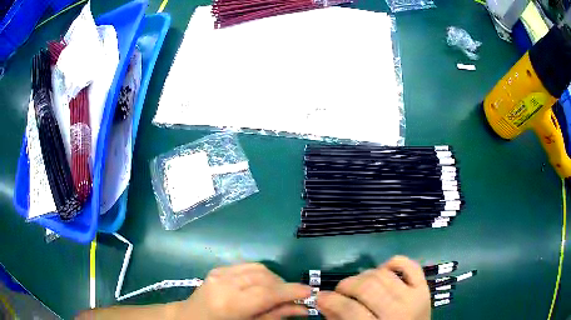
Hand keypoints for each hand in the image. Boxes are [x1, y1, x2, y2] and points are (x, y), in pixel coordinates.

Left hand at [178, 263, 311, 319]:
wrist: (190, 317)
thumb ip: (275, 316)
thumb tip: (302, 309)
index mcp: (230, 303)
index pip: (267, 293)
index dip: (291, 291)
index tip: (309, 292)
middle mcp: (224, 283)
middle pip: (265, 277)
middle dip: (284, 286)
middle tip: (294, 297)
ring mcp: (219, 272)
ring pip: (258, 268)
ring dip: (274, 279)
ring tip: (277, 293)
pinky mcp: (218, 268)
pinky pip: (247, 266)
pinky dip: (261, 274)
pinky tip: (261, 285)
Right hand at [317, 256, 430, 319]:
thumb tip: (322, 300)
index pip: (350, 309)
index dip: (330, 300)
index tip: (320, 297)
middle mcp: (400, 311)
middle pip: (367, 287)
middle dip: (346, 285)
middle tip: (340, 292)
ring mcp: (415, 296)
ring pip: (383, 274)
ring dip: (365, 276)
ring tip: (359, 285)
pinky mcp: (425, 287)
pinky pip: (409, 265)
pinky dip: (393, 263)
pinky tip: (383, 272)